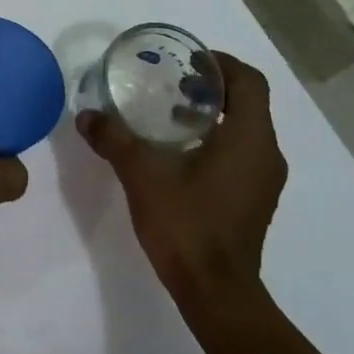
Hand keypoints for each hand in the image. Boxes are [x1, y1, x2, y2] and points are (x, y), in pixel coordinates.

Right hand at [77, 51, 285, 297]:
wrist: (215, 292)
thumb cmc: (186, 224)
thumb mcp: (142, 175)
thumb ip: (114, 139)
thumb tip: (86, 116)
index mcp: (249, 138)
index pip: (248, 81)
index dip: (221, 63)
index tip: (187, 61)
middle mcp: (266, 154)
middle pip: (248, 102)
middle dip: (212, 87)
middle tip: (171, 83)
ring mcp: (264, 180)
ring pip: (245, 129)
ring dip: (213, 114)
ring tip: (169, 115)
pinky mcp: (254, 199)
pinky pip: (241, 153)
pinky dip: (216, 139)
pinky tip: (178, 153)